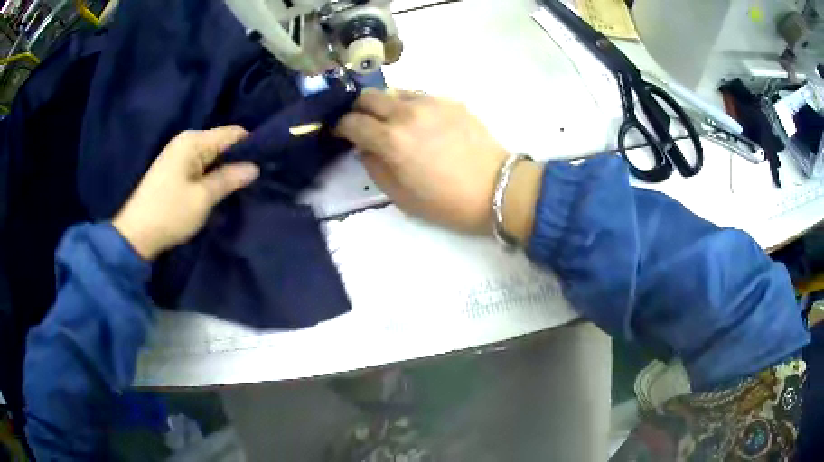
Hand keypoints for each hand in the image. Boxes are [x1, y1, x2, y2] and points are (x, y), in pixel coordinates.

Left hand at [112, 126, 259, 260]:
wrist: (135, 235)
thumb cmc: (169, 213)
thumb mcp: (203, 198)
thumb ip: (229, 178)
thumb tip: (255, 167)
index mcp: (193, 141)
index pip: (232, 133)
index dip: (251, 145)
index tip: (269, 162)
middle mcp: (186, 141)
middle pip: (222, 143)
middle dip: (239, 159)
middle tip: (258, 179)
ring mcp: (178, 155)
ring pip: (212, 156)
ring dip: (226, 169)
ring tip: (243, 186)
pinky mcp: (174, 169)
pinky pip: (201, 166)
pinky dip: (212, 175)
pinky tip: (221, 188)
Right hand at [336, 89, 508, 232]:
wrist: (497, 188)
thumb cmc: (447, 202)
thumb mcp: (401, 196)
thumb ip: (374, 167)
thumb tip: (365, 147)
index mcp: (391, 140)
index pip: (352, 122)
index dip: (340, 127)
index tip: (340, 133)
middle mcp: (406, 113)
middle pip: (368, 97)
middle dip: (357, 109)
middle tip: (362, 124)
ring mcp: (430, 102)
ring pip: (393, 91)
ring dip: (384, 105)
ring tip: (392, 122)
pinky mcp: (450, 101)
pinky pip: (419, 96)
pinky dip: (409, 105)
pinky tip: (420, 122)